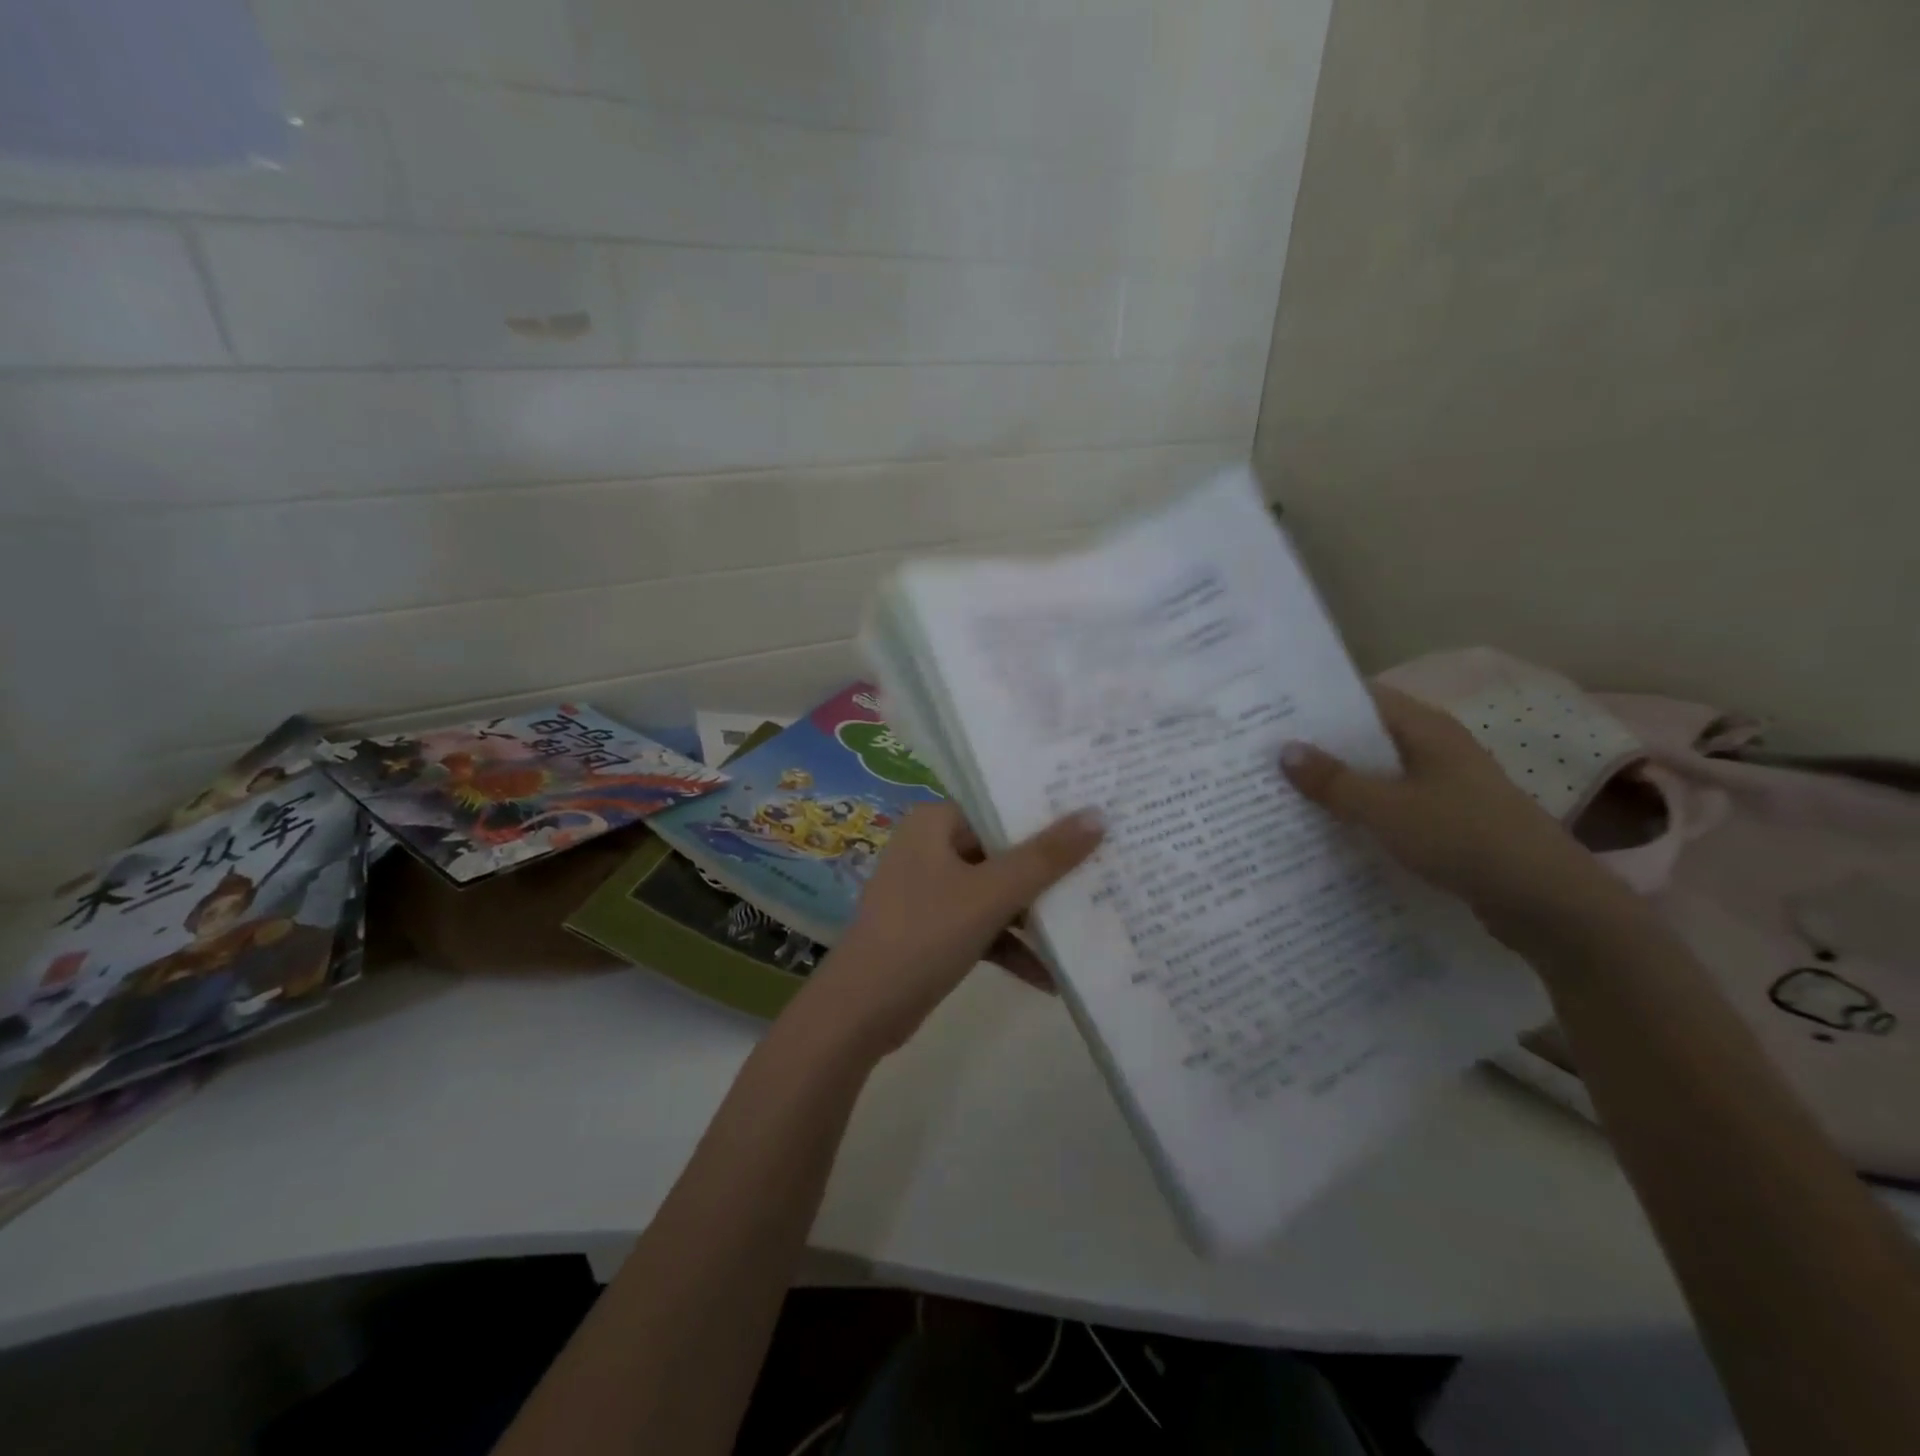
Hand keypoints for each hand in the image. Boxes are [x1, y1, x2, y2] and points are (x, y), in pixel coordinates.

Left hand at [797, 802, 1104, 1055]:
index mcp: (935, 823)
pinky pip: (982, 926)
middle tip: (1102, 872)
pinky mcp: (933, 930)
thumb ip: (1045, 857)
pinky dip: (1010, 948)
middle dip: (1047, 872)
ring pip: (995, 892)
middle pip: (1002, 851)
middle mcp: (930, 848)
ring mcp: (930, 891)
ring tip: (1086, 927)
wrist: (861, 1012)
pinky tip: (1049, 979)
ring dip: (1033, 917)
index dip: (1046, 816)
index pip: (999, 808)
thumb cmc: (925, 934)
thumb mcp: (991, 894)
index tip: (1096, 821)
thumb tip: (1097, 815)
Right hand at [1280, 686, 1632, 944]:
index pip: (1363, 697)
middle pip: (1367, 736)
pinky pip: (1391, 806)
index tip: (1271, 713)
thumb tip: (1284, 749)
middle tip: (1264, 754)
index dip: (1318, 702)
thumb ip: (1334, 781)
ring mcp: (1444, 786)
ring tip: (1283, 789)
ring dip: (1339, 781)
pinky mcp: (1447, 822)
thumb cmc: (1464, 838)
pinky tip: (1328, 827)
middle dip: (1320, 745)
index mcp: (1426, 729)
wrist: (1547, 902)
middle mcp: (1436, 749)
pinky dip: (1361, 811)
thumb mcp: (1387, 809)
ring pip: (1378, 774)